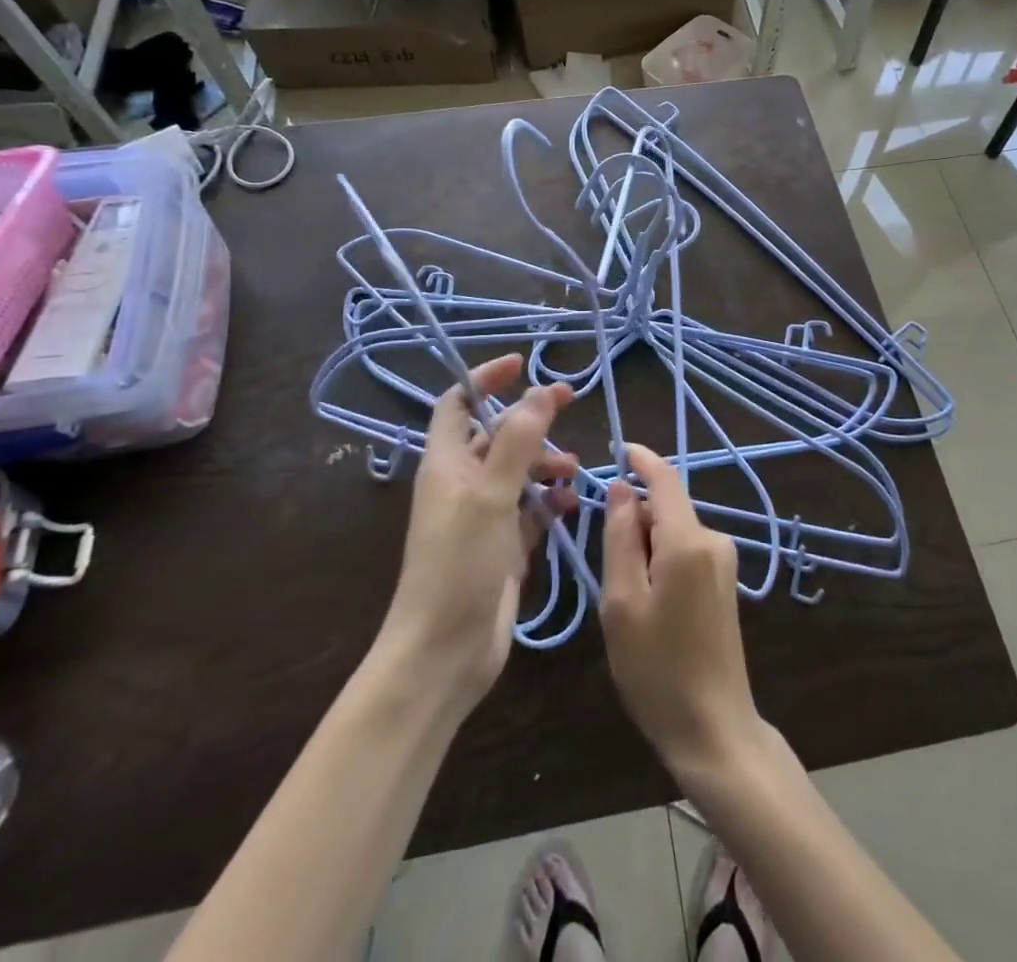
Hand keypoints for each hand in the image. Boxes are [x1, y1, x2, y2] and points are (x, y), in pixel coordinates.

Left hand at [377, 355, 576, 714]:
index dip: (485, 379)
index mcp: (446, 464)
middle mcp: (462, 484)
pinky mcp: (502, 547)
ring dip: (545, 463)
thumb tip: (539, 392)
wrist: (443, 653)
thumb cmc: (459, 566)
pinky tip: (572, 506)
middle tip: (569, 405)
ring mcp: (483, 517)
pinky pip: (530, 511)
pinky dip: (550, 502)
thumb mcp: (489, 497)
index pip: (459, 403)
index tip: (522, 364)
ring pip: (518, 472)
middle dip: (530, 420)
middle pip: (497, 435)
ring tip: (573, 469)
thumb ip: (517, 442)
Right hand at [600, 444, 763, 780]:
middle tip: (606, 571)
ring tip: (626, 599)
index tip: (616, 448)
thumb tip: (622, 488)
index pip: (665, 478)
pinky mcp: (724, 582)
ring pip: (673, 531)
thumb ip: (621, 537)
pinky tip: (648, 605)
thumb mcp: (622, 602)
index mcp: (688, 541)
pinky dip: (660, 561)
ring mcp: (724, 561)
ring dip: (644, 546)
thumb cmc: (657, 669)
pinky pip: (684, 551)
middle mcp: (714, 540)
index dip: (640, 459)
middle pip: (665, 508)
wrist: (714, 730)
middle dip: (634, 521)